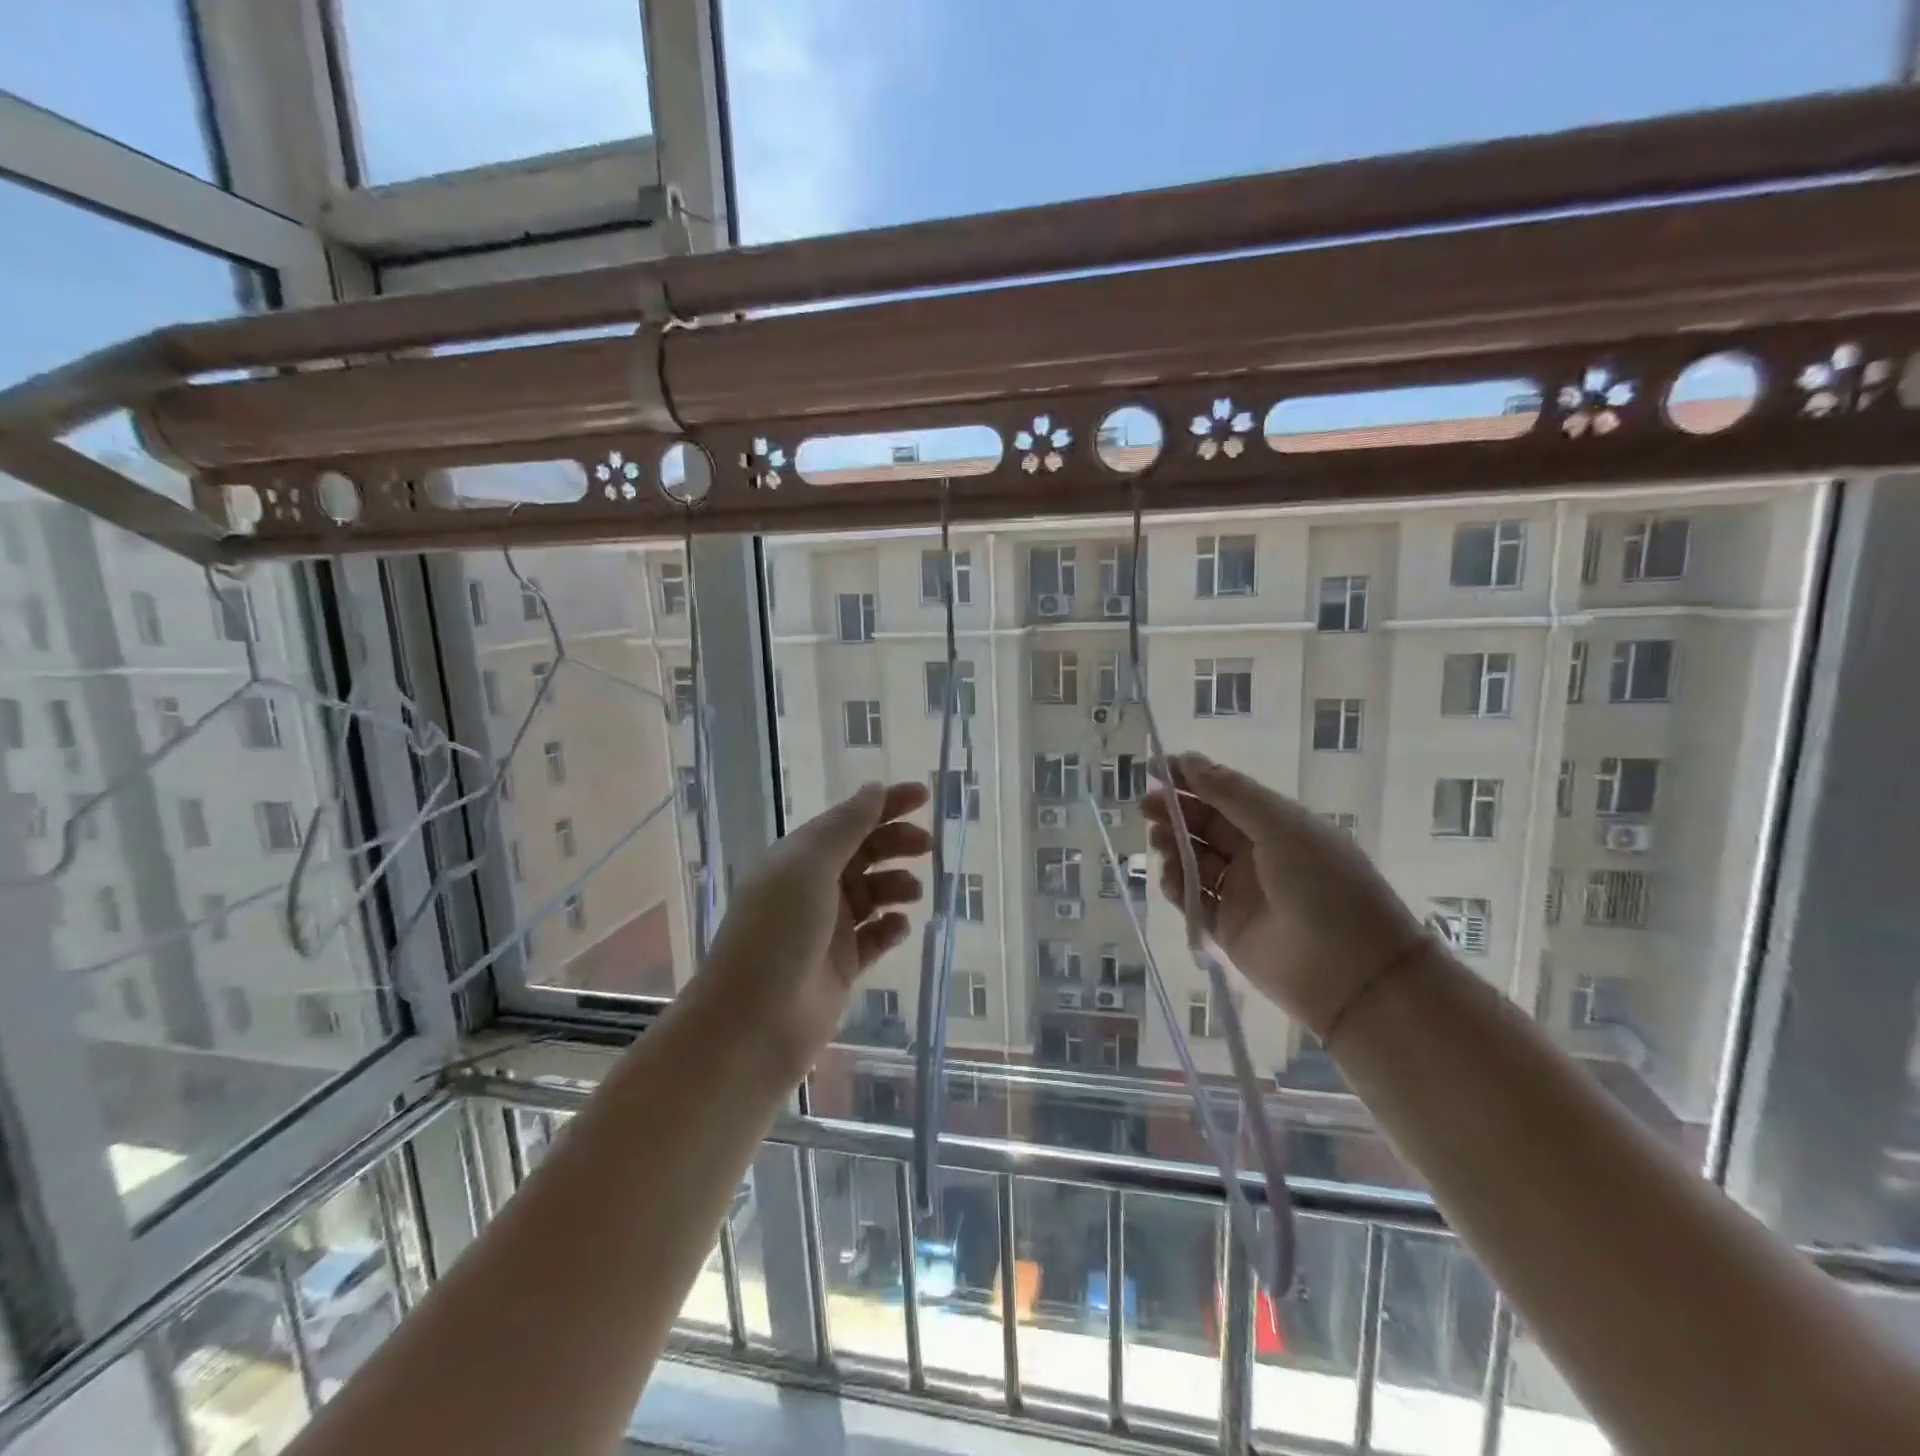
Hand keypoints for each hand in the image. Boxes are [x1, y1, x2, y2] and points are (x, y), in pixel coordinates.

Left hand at [699, 781, 931, 1077]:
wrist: (754, 1023)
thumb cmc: (777, 933)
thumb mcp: (809, 868)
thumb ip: (846, 827)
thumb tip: (874, 789)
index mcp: (798, 858)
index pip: (847, 820)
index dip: (884, 804)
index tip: (923, 795)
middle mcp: (812, 888)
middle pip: (863, 853)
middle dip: (895, 843)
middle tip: (926, 845)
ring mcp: (827, 929)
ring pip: (872, 894)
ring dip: (896, 885)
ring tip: (913, 892)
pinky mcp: (842, 966)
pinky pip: (875, 937)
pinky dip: (890, 927)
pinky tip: (900, 927)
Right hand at [1142, 753, 1426, 1035]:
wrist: (1353, 973)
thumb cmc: (1324, 886)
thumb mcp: (1282, 827)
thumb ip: (1231, 794)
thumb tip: (1188, 759)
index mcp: (1277, 825)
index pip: (1226, 794)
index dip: (1192, 779)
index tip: (1156, 768)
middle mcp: (1257, 854)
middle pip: (1205, 825)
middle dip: (1175, 812)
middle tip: (1146, 807)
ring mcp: (1241, 892)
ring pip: (1194, 860)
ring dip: (1173, 846)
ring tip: (1160, 844)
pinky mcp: (1226, 927)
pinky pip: (1193, 899)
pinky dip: (1177, 886)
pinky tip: (1172, 879)